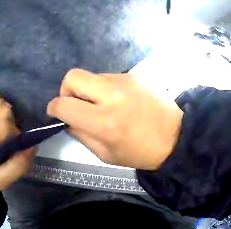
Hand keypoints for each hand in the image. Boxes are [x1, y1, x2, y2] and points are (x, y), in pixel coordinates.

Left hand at [0, 95, 36, 194]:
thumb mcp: (0, 182)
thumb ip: (18, 167)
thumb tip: (32, 146)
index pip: (2, 126)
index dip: (15, 135)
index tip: (13, 147)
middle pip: (2, 110)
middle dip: (11, 124)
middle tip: (8, 139)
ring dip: (5, 114)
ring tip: (1, 130)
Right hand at [47, 69, 182, 170]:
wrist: (176, 136)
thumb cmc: (141, 153)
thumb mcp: (106, 155)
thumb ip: (81, 135)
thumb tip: (68, 120)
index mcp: (104, 122)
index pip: (64, 104)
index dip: (54, 107)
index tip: (56, 112)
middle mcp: (113, 95)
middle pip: (73, 76)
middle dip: (66, 89)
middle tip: (75, 103)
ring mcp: (126, 81)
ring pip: (92, 76)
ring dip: (89, 90)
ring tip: (102, 104)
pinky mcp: (137, 75)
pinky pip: (110, 77)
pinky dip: (106, 88)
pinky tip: (119, 100)